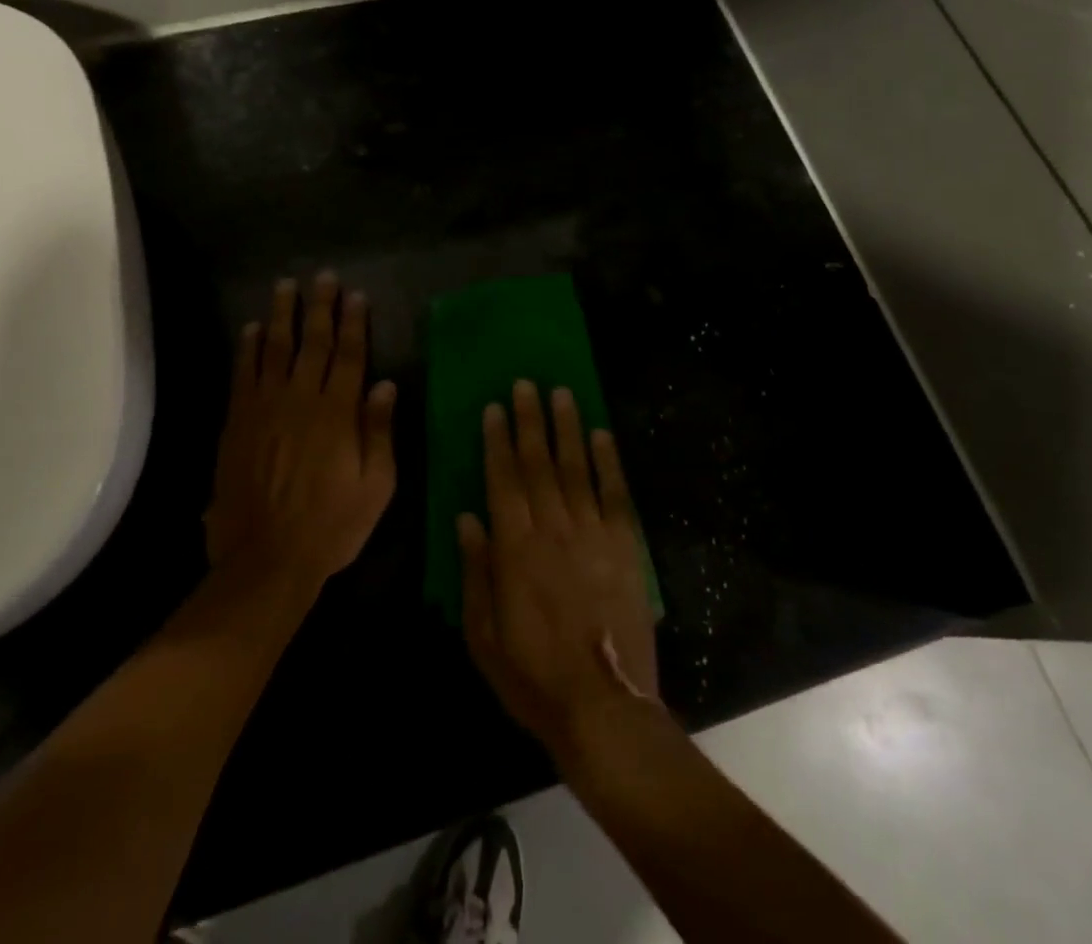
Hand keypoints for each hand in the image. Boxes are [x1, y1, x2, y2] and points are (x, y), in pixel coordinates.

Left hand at [205, 272, 396, 594]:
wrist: (265, 560)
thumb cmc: (331, 525)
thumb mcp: (376, 486)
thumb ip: (379, 432)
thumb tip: (385, 385)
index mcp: (338, 414)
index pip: (350, 356)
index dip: (354, 323)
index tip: (356, 294)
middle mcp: (300, 400)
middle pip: (313, 343)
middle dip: (319, 307)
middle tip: (322, 276)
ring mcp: (264, 409)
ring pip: (274, 350)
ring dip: (281, 316)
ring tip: (285, 286)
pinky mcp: (237, 424)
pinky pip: (242, 375)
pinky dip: (247, 349)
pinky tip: (251, 329)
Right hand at [458, 382, 658, 760]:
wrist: (603, 707)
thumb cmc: (532, 676)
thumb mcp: (483, 635)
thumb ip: (474, 571)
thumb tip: (466, 517)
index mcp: (514, 549)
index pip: (502, 480)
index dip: (497, 441)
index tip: (494, 408)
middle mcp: (552, 529)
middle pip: (538, 463)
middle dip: (530, 420)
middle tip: (526, 383)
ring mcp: (592, 534)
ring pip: (576, 468)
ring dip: (567, 428)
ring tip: (561, 392)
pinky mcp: (625, 547)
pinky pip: (615, 494)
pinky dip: (607, 462)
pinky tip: (601, 434)